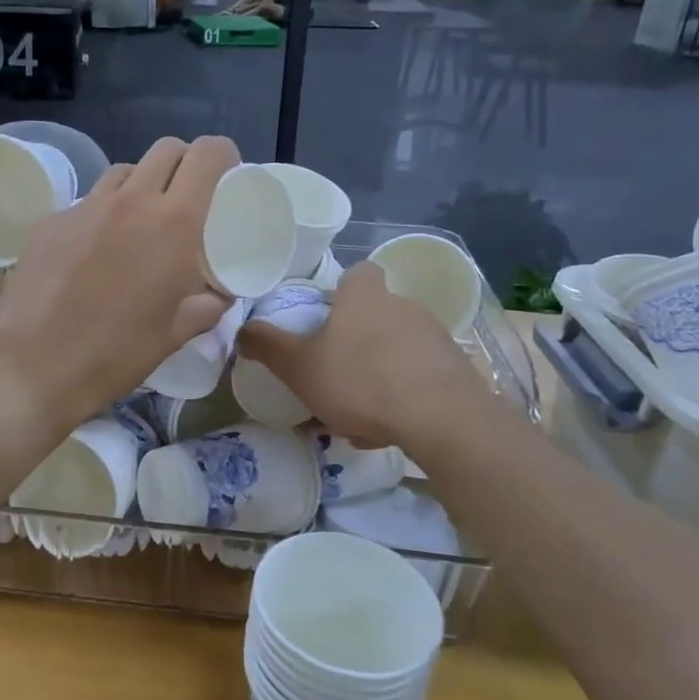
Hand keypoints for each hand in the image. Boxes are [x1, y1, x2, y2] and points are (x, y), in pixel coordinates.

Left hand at [0, 137, 238, 427]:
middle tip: (185, 199)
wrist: (34, 364)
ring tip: (137, 222)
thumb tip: (218, 296)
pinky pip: (85, 203)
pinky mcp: (49, 221)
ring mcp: (85, 207)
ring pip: (123, 172)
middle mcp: (130, 201)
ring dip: (140, 185)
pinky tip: (92, 251)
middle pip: (166, 150)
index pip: (207, 155)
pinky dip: (100, 215)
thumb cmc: (115, 353)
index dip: (223, 157)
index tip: (226, 178)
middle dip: (183, 164)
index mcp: (173, 224)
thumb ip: (206, 307)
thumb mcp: (173, 335)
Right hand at [237, 261, 489, 449]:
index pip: (358, 273)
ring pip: (398, 347)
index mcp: (364, 297)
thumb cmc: (360, 381)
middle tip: (336, 371)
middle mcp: (403, 305)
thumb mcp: (300, 368)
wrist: (440, 418)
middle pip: (377, 312)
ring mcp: (434, 336)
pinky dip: (404, 394)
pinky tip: (388, 426)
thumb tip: (242, 329)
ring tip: (360, 411)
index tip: (329, 314)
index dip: (343, 290)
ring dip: (380, 370)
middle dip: (358, 337)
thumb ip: (268, 347)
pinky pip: (419, 375)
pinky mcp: (456, 368)